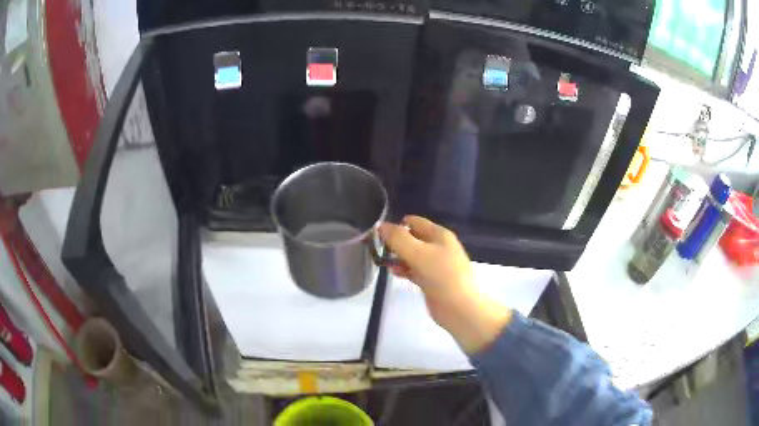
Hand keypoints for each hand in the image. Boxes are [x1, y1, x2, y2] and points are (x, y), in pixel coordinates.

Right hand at [379, 216, 511, 353]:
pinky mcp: (432, 281)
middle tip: (377, 248)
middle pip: (413, 238)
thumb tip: (381, 226)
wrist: (460, 308)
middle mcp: (438, 247)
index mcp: (439, 235)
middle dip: (396, 242)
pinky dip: (404, 270)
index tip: (379, 233)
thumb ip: (398, 238)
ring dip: (398, 257)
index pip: (415, 222)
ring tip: (382, 261)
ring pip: (412, 255)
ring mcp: (436, 265)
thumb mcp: (418, 253)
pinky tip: (393, 272)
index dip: (397, 225)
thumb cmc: (442, 276)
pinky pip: (414, 270)